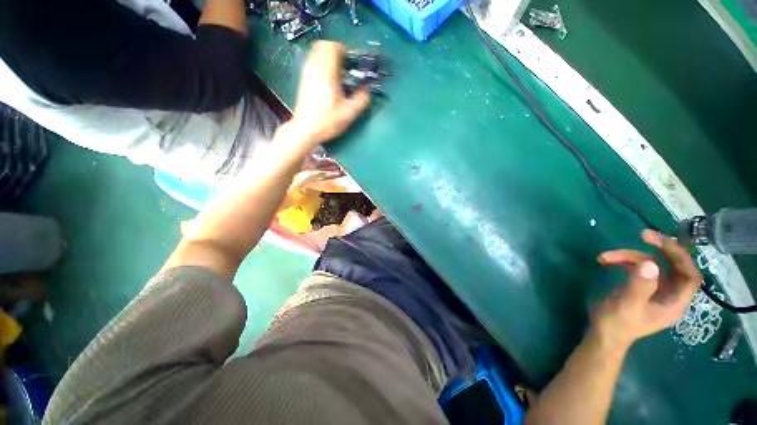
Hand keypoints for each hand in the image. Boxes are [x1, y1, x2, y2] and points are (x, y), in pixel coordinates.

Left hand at [289, 41, 370, 146]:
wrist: (306, 130)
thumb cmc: (327, 121)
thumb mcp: (349, 113)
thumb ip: (361, 99)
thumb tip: (366, 90)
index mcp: (327, 73)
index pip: (333, 47)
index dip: (344, 51)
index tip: (352, 64)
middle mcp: (315, 68)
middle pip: (323, 46)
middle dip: (336, 52)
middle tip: (346, 68)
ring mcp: (307, 74)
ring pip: (317, 54)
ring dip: (329, 59)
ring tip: (339, 75)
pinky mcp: (304, 81)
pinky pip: (314, 63)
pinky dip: (323, 66)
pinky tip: (329, 83)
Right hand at [592, 230, 701, 348]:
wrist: (603, 334)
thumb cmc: (617, 323)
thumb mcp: (627, 306)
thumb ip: (640, 286)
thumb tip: (650, 263)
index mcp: (674, 302)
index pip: (690, 276)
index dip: (681, 257)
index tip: (661, 242)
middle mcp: (669, 294)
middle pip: (674, 266)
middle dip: (660, 249)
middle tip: (643, 234)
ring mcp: (655, 290)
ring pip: (651, 265)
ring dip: (630, 256)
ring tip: (606, 256)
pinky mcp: (641, 287)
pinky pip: (638, 268)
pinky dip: (623, 262)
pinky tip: (605, 261)